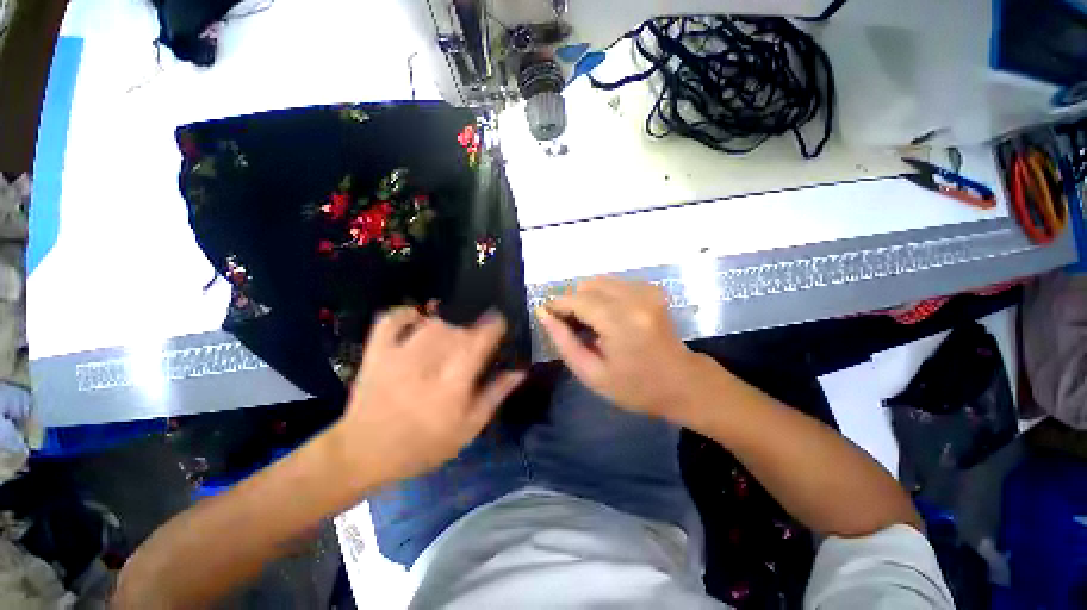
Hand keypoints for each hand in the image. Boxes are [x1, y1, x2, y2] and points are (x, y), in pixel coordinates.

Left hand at [332, 308, 525, 487]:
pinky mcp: (378, 352)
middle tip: (475, 341)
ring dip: (449, 324)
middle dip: (472, 330)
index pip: (480, 341)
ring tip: (453, 334)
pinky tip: (418, 316)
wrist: (364, 453)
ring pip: (433, 323)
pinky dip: (406, 313)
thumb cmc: (423, 444)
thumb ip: (495, 396)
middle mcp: (429, 363)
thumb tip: (520, 372)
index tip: (500, 322)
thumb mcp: (468, 428)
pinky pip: (392, 320)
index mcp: (453, 383)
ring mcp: (400, 354)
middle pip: (458, 329)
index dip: (494, 326)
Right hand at [536, 278, 710, 421]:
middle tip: (570, 325)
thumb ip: (564, 342)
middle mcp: (636, 298)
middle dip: (572, 301)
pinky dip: (603, 296)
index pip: (578, 300)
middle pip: (588, 285)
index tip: (547, 315)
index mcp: (622, 322)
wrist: (683, 383)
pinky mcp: (652, 290)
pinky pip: (615, 284)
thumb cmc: (635, 387)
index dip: (557, 305)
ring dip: (587, 298)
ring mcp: (647, 291)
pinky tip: (606, 317)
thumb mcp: (592, 374)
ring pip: (600, 281)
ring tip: (588, 323)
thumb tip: (544, 314)